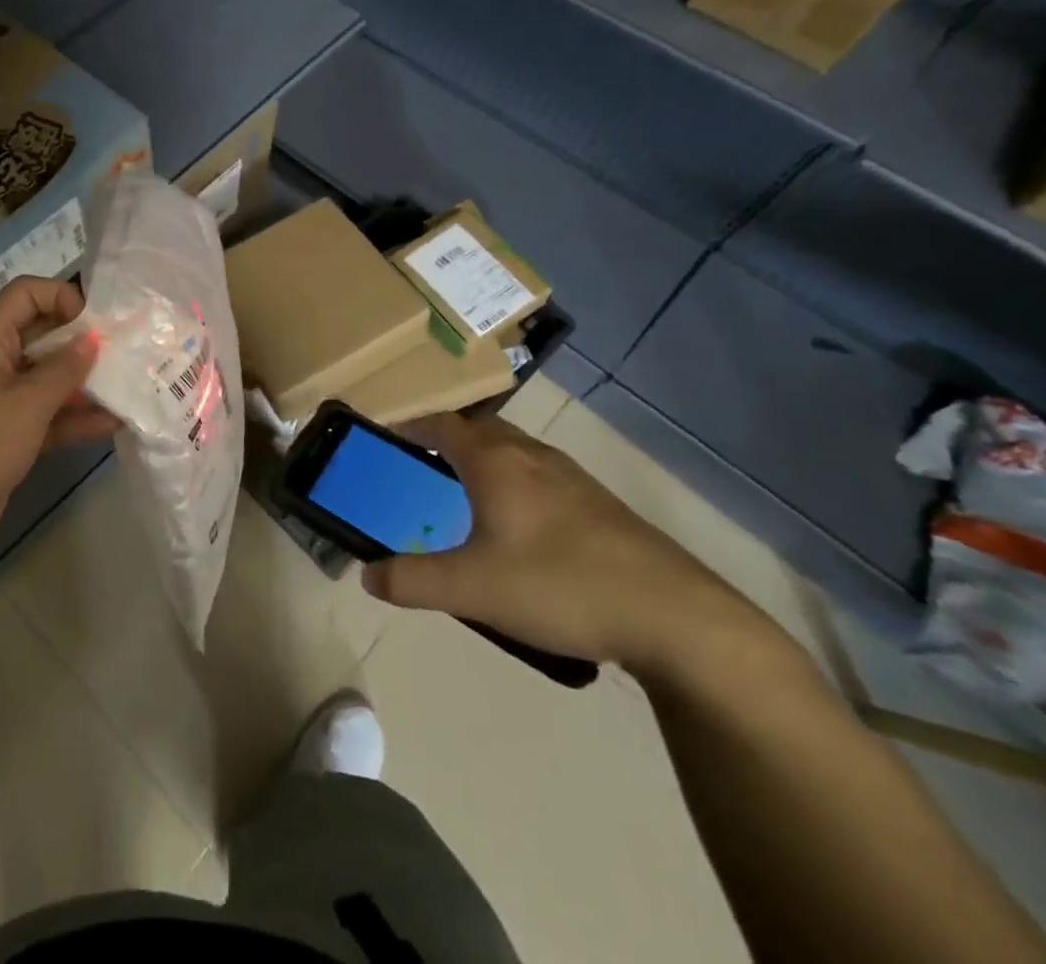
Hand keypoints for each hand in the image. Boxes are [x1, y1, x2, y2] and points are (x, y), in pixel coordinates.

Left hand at [0, 276, 117, 555]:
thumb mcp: (29, 401)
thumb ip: (66, 367)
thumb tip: (92, 339)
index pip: (26, 292)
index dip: (62, 297)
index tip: (96, 322)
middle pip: (41, 332)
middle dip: (80, 340)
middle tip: (123, 350)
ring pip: (46, 375)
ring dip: (82, 381)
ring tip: (127, 385)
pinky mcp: (7, 430)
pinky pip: (45, 412)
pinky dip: (73, 416)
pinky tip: (112, 423)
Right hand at [361, 411, 765, 673]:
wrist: (678, 620)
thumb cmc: (560, 586)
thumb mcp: (471, 589)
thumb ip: (412, 580)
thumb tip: (367, 575)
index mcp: (496, 462)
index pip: (442, 424)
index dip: (412, 425)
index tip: (387, 435)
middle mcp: (533, 457)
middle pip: (480, 430)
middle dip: (447, 440)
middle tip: (422, 465)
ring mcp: (574, 480)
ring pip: (516, 453)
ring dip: (485, 462)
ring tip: (466, 496)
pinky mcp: (603, 508)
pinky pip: (543, 478)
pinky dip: (517, 486)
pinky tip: (522, 530)